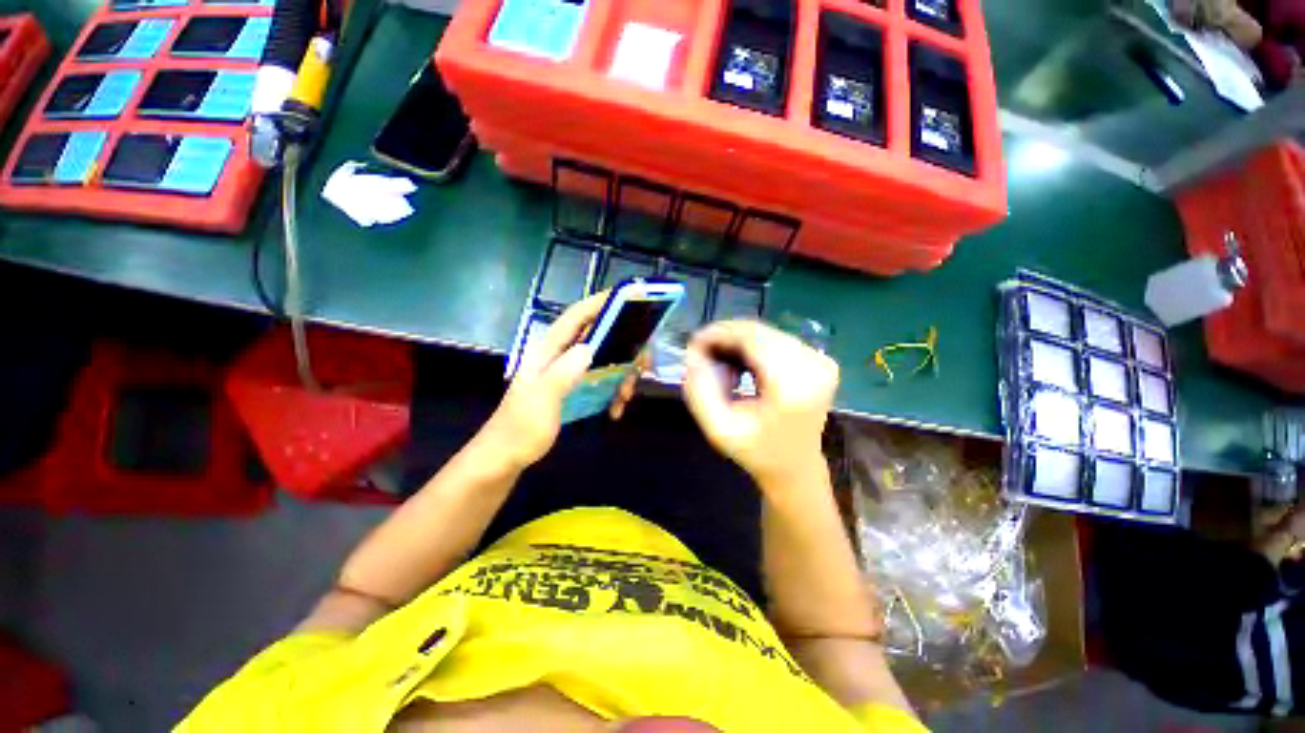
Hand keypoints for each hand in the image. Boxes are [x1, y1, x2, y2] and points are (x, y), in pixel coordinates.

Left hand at [482, 293, 643, 468]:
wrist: (506, 457)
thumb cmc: (520, 428)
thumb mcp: (541, 401)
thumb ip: (562, 374)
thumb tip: (590, 348)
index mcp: (549, 350)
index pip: (577, 316)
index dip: (601, 302)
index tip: (630, 298)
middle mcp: (560, 355)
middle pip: (598, 337)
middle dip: (623, 347)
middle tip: (642, 363)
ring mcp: (568, 372)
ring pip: (604, 360)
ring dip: (621, 374)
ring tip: (626, 396)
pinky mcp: (574, 388)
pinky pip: (601, 381)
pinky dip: (613, 392)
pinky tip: (615, 410)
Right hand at [682, 320, 838, 489]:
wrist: (795, 467)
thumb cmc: (756, 451)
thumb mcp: (718, 427)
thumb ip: (700, 388)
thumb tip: (694, 351)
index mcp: (792, 384)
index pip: (750, 337)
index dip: (718, 334)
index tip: (693, 345)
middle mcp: (813, 365)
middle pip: (758, 331)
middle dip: (725, 338)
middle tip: (703, 358)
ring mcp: (820, 360)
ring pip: (765, 332)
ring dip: (738, 343)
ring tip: (723, 368)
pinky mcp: (820, 360)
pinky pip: (776, 339)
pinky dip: (753, 347)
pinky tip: (742, 368)